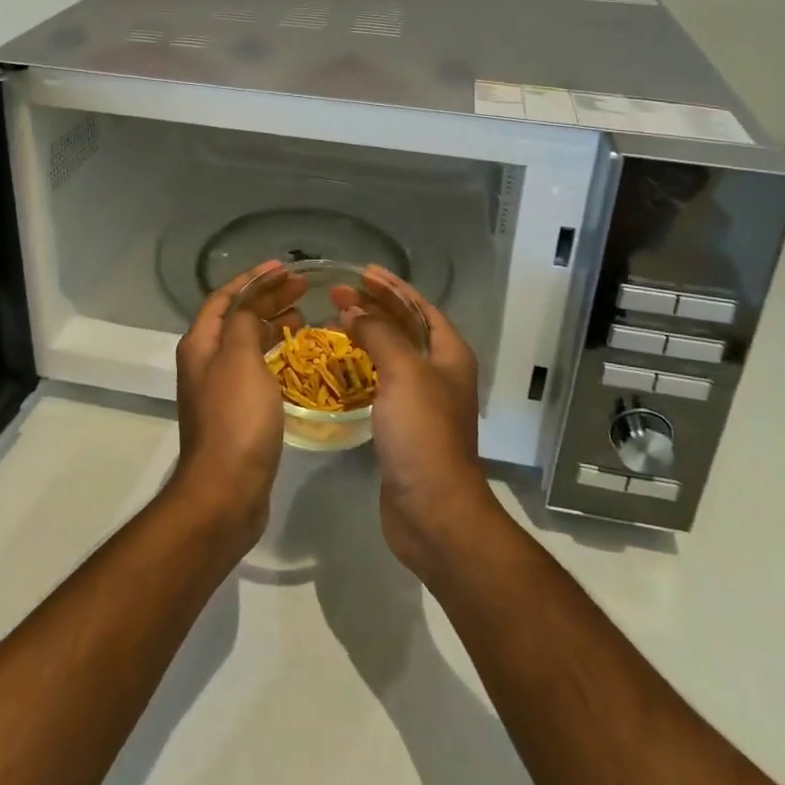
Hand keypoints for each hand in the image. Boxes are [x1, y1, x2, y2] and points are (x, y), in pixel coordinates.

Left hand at [168, 261, 302, 551]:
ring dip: (271, 323)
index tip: (285, 268)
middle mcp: (205, 361)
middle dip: (267, 298)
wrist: (226, 491)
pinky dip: (274, 352)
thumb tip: (252, 302)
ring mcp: (220, 388)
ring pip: (247, 342)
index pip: (225, 297)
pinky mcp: (237, 412)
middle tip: (303, 288)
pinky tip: (295, 356)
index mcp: (201, 344)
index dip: (253, 279)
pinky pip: (256, 367)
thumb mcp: (240, 358)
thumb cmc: (235, 418)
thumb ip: (245, 321)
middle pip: (236, 317)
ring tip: (303, 316)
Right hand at [335, 269, 501, 575]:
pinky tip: (341, 366)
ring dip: (368, 335)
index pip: (420, 307)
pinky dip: (363, 366)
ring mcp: (423, 401)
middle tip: (338, 295)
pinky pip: (382, 382)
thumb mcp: (404, 372)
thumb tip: (354, 311)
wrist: (432, 511)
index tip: (362, 272)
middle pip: (406, 328)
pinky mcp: (404, 426)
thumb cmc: (423, 433)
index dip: (392, 287)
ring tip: (335, 323)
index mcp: (450, 354)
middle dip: (375, 308)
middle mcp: (440, 372)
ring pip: (393, 355)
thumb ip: (380, 334)